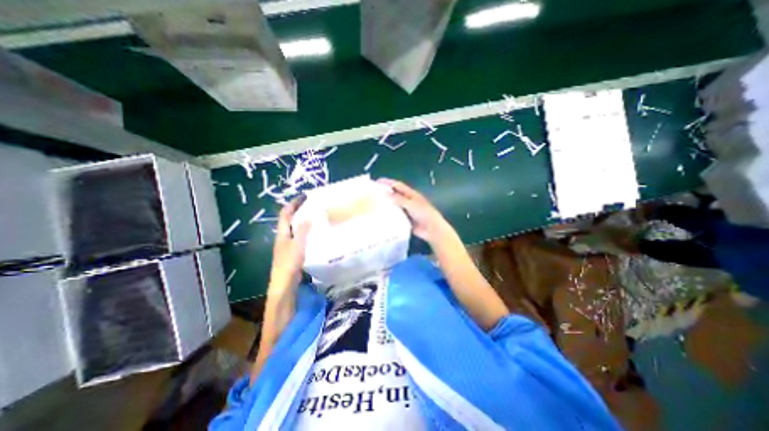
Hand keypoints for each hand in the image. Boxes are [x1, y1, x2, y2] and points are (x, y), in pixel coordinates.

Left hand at [268, 196, 308, 287]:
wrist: (284, 283)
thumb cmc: (289, 263)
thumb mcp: (297, 245)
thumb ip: (303, 230)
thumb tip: (309, 216)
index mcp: (282, 233)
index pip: (286, 213)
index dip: (294, 203)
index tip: (305, 196)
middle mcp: (283, 237)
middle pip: (289, 219)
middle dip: (298, 210)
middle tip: (311, 204)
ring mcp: (287, 245)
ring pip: (294, 228)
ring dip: (302, 220)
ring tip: (314, 216)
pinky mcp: (292, 252)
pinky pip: (299, 236)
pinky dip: (305, 231)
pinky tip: (314, 233)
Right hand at [378, 176, 455, 245]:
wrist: (432, 229)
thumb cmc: (424, 214)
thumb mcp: (411, 204)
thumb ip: (399, 199)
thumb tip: (386, 193)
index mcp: (411, 194)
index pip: (398, 186)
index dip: (388, 182)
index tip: (377, 181)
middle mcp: (408, 201)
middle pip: (395, 195)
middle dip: (385, 193)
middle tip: (372, 194)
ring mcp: (406, 211)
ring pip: (394, 206)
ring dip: (386, 204)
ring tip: (374, 205)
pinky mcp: (405, 220)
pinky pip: (395, 216)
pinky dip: (389, 215)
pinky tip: (381, 217)